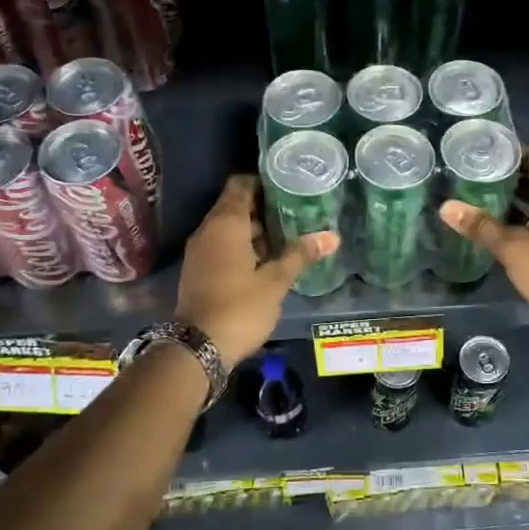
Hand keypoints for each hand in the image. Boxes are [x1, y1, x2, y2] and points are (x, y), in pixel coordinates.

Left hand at [177, 175, 338, 368]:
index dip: (263, 181)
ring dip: (254, 230)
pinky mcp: (198, 271)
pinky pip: (222, 246)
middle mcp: (208, 230)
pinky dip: (242, 246)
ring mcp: (200, 251)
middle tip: (296, 210)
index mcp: (225, 224)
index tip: (288, 185)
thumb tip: (332, 236)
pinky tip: (267, 260)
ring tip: (288, 235)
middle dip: (264, 207)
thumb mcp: (276, 281)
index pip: (240, 184)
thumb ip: (301, 255)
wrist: (196, 348)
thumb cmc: (239, 307)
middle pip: (235, 205)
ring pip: (229, 228)